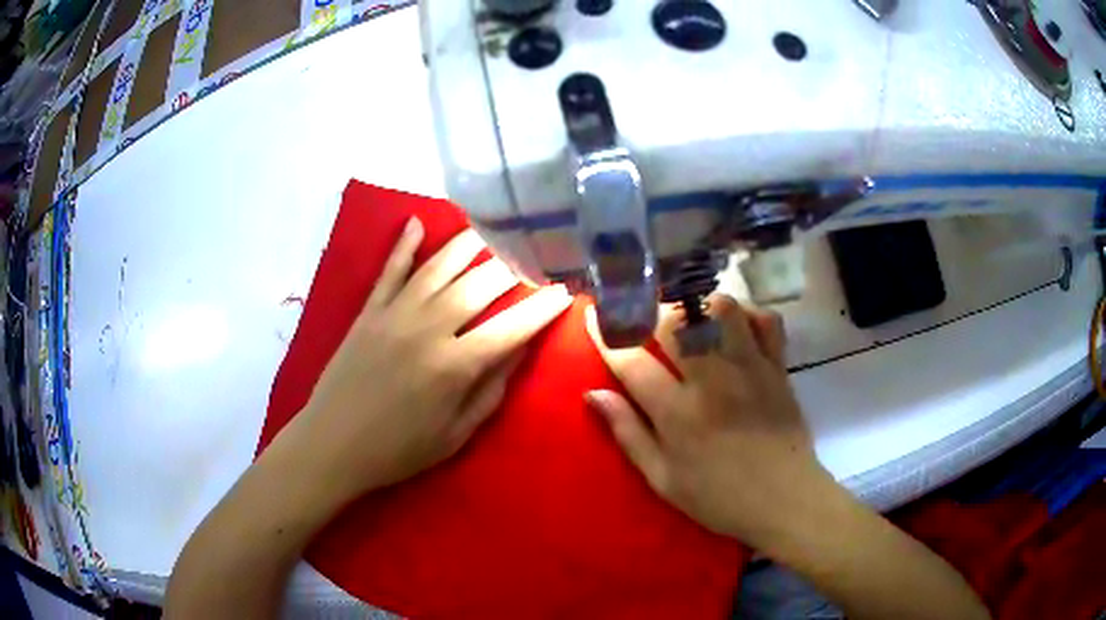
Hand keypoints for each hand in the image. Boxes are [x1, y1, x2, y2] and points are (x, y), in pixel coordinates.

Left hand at [293, 218, 571, 503]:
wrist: (333, 444)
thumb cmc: (400, 450)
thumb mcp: (456, 434)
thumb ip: (491, 389)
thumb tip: (520, 349)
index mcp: (455, 366)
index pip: (512, 327)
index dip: (543, 308)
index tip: (566, 291)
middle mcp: (429, 329)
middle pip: (480, 285)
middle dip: (513, 268)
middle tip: (532, 257)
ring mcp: (395, 314)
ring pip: (439, 267)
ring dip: (469, 244)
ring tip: (492, 228)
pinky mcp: (369, 311)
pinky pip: (390, 270)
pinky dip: (404, 245)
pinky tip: (417, 222)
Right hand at [585, 294, 833, 547]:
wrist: (784, 500)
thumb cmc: (719, 497)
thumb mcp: (663, 479)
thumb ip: (628, 433)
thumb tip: (594, 394)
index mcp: (678, 414)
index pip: (631, 360)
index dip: (606, 334)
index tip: (593, 316)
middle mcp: (713, 381)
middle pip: (675, 320)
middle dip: (650, 311)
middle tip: (645, 318)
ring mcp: (750, 369)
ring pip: (721, 309)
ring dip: (699, 306)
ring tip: (691, 319)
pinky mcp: (778, 367)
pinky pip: (767, 320)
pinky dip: (749, 315)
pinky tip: (736, 329)